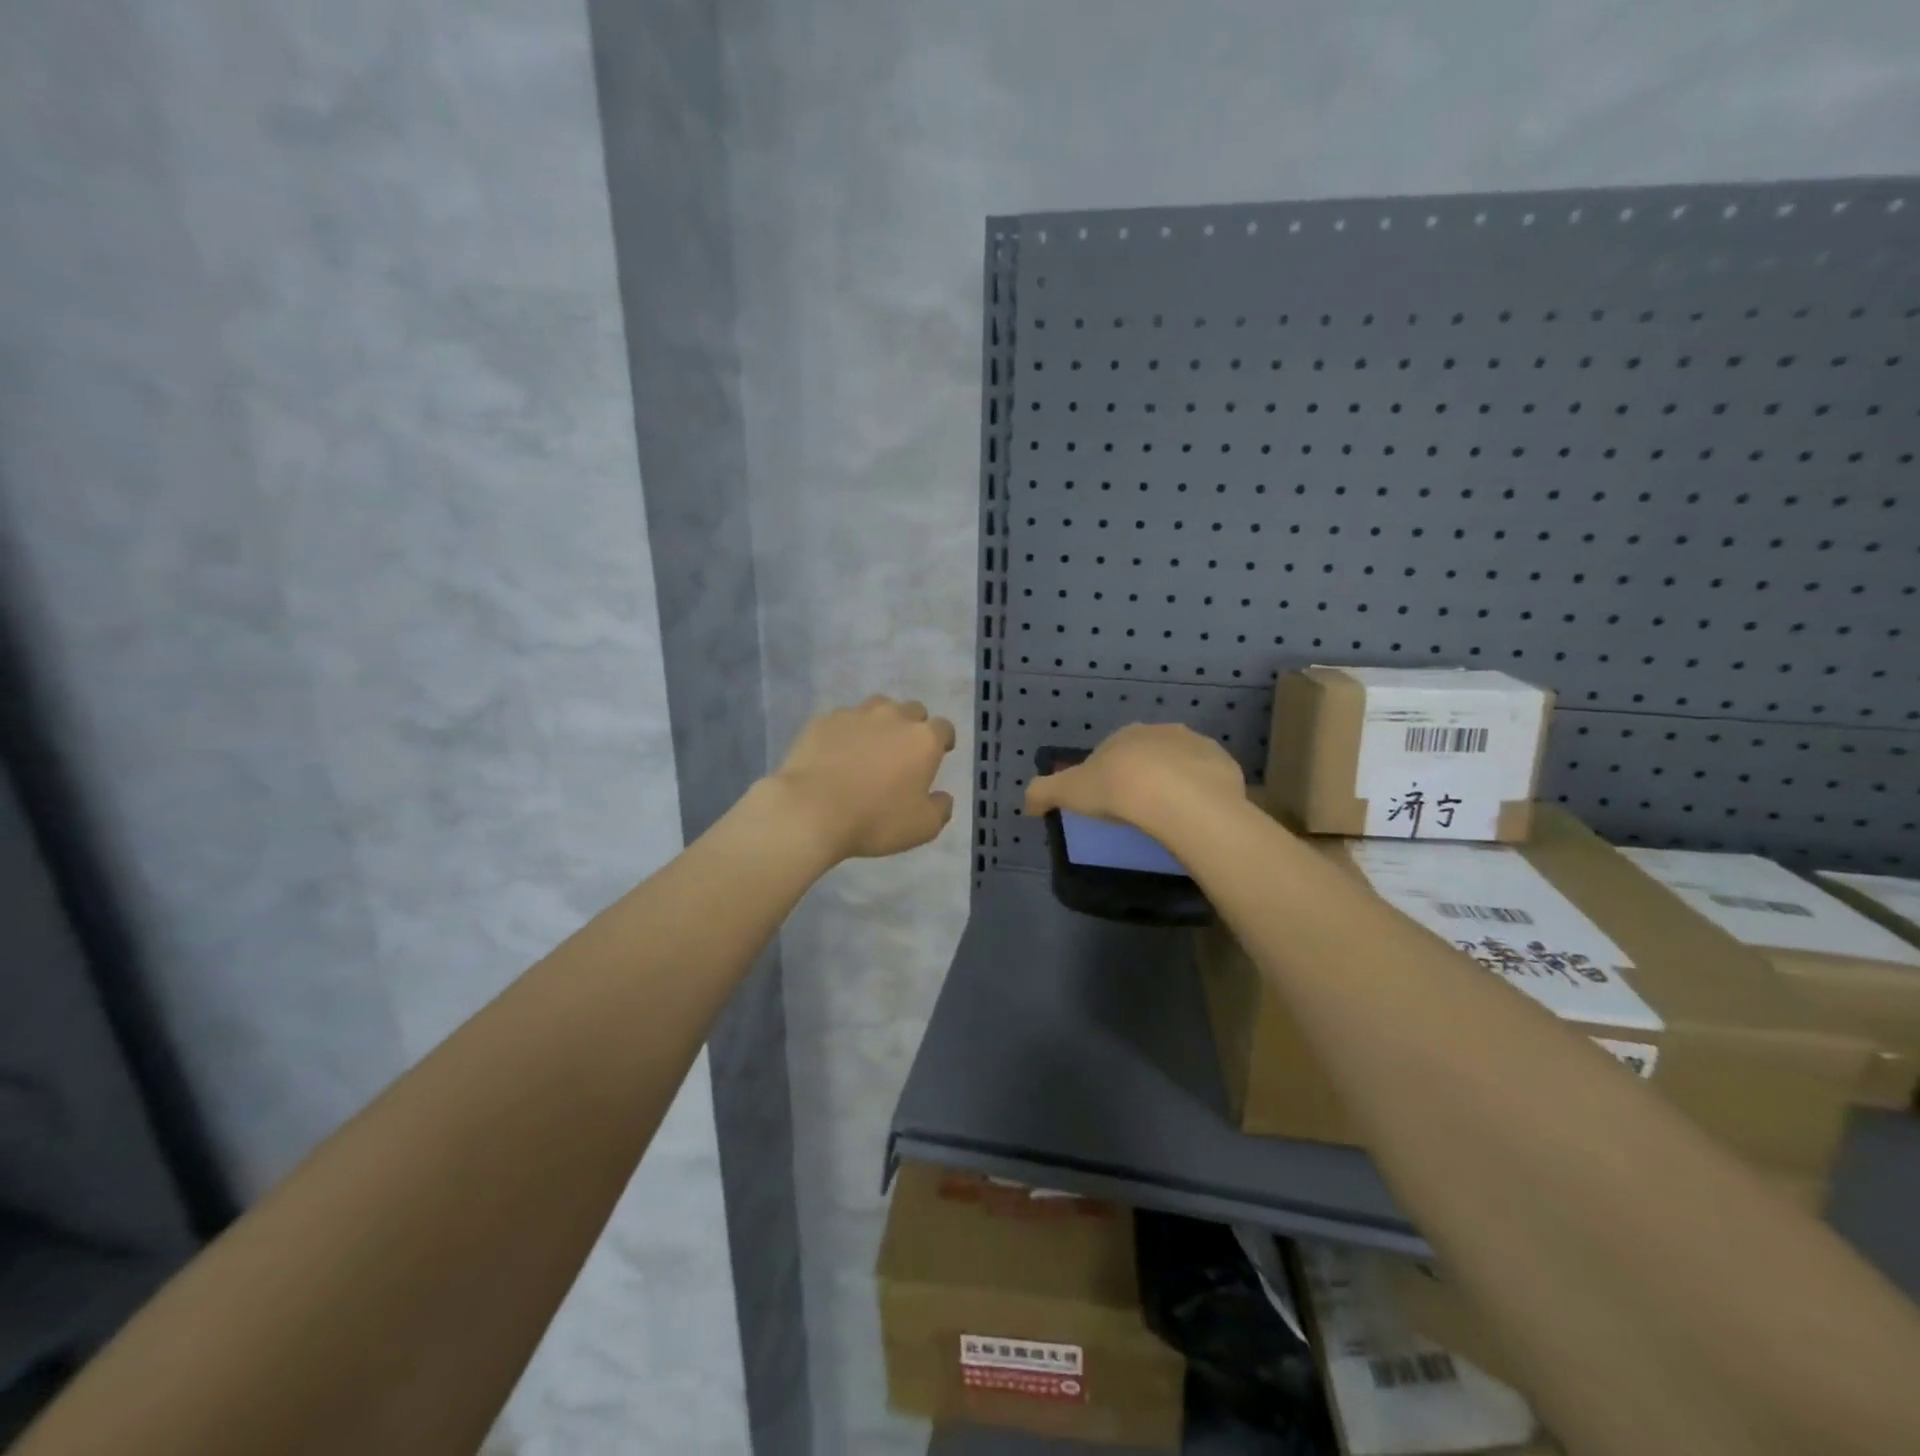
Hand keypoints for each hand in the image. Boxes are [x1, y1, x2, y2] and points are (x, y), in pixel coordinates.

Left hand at [770, 696, 957, 860]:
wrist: (810, 810)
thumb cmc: (875, 819)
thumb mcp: (922, 827)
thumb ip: (940, 809)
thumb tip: (943, 797)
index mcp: (923, 739)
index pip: (944, 728)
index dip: (943, 740)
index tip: (939, 753)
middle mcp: (893, 717)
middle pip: (912, 710)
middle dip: (913, 726)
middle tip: (904, 751)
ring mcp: (855, 714)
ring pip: (877, 707)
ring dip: (880, 722)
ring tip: (870, 746)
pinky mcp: (823, 720)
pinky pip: (843, 720)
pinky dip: (846, 732)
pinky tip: (837, 752)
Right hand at [1024, 723, 1244, 837]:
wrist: (1175, 798)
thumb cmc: (1117, 789)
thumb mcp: (1068, 792)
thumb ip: (1044, 793)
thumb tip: (1027, 801)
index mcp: (1125, 734)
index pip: (1112, 751)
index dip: (1108, 774)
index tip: (1107, 800)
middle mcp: (1162, 732)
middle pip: (1149, 754)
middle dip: (1144, 775)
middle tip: (1138, 809)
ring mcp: (1197, 746)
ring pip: (1182, 764)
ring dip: (1177, 782)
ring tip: (1169, 815)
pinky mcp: (1225, 765)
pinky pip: (1210, 780)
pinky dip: (1204, 794)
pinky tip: (1196, 817)